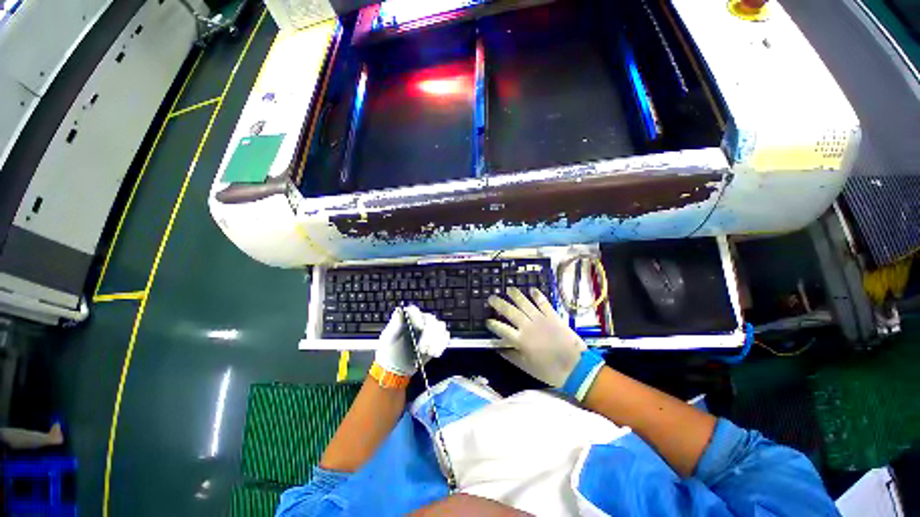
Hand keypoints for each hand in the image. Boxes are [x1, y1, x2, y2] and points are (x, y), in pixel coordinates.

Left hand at [375, 305, 449, 376]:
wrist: (396, 368)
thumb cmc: (389, 350)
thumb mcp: (388, 338)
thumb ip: (394, 325)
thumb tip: (399, 311)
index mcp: (408, 318)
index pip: (415, 311)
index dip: (419, 317)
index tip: (420, 327)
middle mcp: (421, 320)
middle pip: (431, 319)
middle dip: (429, 333)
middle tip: (422, 347)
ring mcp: (430, 329)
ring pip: (440, 327)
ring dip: (436, 339)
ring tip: (428, 352)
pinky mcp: (437, 339)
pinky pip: (445, 337)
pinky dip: (441, 345)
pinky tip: (434, 354)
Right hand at [486, 287, 585, 386]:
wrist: (577, 368)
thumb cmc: (550, 370)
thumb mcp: (527, 367)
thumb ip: (511, 356)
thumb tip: (498, 348)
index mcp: (521, 340)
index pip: (502, 329)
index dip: (493, 324)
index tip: (487, 320)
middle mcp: (528, 326)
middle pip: (510, 312)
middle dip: (499, 304)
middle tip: (491, 298)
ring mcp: (541, 319)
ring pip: (525, 303)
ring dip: (516, 295)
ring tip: (509, 289)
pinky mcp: (553, 316)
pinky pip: (544, 303)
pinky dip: (538, 296)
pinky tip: (532, 289)